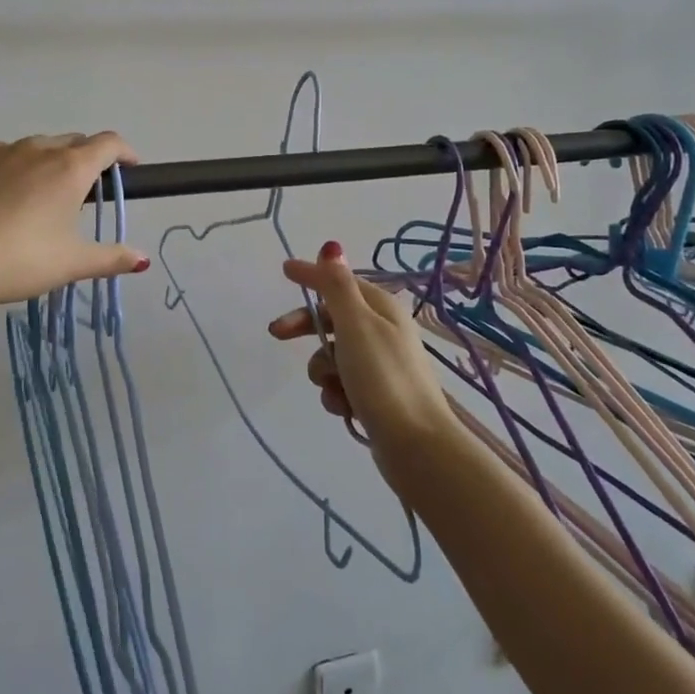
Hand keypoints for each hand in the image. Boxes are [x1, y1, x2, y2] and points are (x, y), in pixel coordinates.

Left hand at [0, 132, 149, 310]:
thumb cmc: (19, 259)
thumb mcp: (71, 264)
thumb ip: (110, 259)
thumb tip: (142, 259)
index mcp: (70, 168)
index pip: (108, 144)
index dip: (124, 152)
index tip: (130, 167)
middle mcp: (38, 149)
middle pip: (73, 142)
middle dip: (86, 159)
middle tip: (85, 191)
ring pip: (35, 147)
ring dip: (48, 163)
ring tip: (40, 195)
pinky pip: (0, 155)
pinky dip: (12, 167)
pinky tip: (0, 195)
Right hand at [269, 242, 454, 460]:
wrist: (416, 446)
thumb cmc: (383, 377)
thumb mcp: (356, 324)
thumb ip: (338, 286)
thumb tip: (332, 247)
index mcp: (381, 308)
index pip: (339, 282)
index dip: (312, 276)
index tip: (284, 270)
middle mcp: (382, 331)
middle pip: (332, 318)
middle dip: (307, 328)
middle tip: (278, 334)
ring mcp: (380, 365)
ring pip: (333, 355)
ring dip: (324, 370)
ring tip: (334, 388)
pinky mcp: (375, 396)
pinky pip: (342, 384)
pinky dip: (336, 394)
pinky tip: (344, 408)